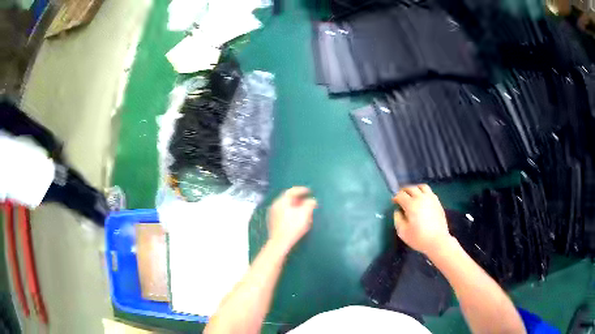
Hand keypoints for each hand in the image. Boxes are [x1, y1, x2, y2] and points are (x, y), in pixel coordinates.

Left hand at [268, 187, 317, 251]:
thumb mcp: (304, 214)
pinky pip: (283, 213)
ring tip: (303, 210)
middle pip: (288, 199)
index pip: (292, 191)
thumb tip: (312, 200)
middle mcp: (275, 205)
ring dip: (295, 206)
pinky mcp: (273, 222)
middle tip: (307, 201)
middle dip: (299, 199)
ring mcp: (273, 214)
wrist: (280, 242)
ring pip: (285, 206)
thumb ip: (309, 204)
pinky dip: (290, 213)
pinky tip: (296, 219)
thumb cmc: (293, 227)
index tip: (309, 191)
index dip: (301, 190)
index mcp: (282, 201)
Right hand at [392, 185, 452, 255]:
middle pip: (411, 188)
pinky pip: (429, 192)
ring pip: (422, 187)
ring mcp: (431, 199)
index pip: (401, 195)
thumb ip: (398, 219)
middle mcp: (421, 198)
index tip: (394, 202)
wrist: (437, 241)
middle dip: (404, 191)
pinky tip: (423, 200)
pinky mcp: (438, 202)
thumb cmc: (418, 238)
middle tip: (401, 197)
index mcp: (411, 205)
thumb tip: (398, 211)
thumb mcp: (402, 232)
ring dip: (415, 189)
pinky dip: (424, 193)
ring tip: (412, 195)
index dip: (396, 197)